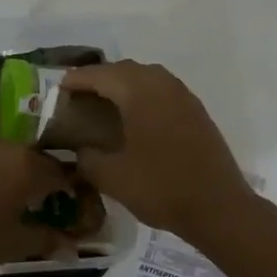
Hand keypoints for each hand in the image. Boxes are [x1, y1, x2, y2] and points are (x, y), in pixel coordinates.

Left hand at [0, 140, 82, 276]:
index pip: (63, 173)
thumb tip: (72, 247)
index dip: (72, 190)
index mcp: (29, 166)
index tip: (76, 207)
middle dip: (47, 182)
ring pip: (13, 159)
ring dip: (22, 177)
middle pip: (38, 161)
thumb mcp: (17, 244)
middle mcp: (7, 149)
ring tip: (20, 205)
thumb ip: (48, 239)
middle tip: (50, 207)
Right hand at [60, 61, 258, 242]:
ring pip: (147, 77)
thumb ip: (87, 157)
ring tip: (106, 105)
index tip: (58, 89)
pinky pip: (164, 91)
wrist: (218, 206)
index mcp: (139, 92)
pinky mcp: (197, 111)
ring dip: (125, 85)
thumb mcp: (111, 177)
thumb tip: (80, 149)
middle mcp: (162, 84)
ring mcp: (184, 96)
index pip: (100, 75)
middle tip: (80, 98)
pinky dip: (144, 96)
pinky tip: (137, 118)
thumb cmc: (160, 187)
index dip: (76, 80)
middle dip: (100, 79)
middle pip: (124, 70)